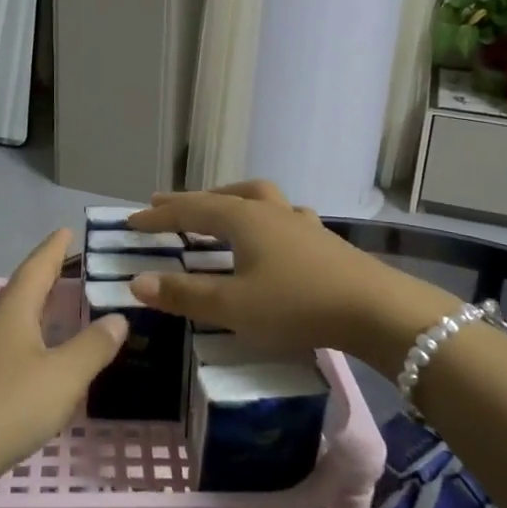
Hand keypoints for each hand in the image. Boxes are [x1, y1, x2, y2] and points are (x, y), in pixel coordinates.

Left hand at [0, 230, 127, 495]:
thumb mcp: (62, 376)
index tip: (67, 229)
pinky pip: (11, 347)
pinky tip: (43, 358)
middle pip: (24, 290)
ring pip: (16, 320)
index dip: (54, 248)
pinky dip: (32, 340)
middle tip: (76, 266)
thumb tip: (117, 317)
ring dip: (40, 309)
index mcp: (14, 311)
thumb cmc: (6, 406)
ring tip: (64, 307)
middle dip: (49, 277)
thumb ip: (93, 346)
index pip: (37, 267)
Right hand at [127, 180, 455, 366]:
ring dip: (228, 201)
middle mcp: (268, 211)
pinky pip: (282, 216)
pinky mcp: (322, 239)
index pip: (189, 211)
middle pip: (221, 197)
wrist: (375, 310)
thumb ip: (184, 294)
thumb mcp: (233, 307)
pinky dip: (264, 218)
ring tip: (216, 209)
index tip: (130, 221)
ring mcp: (299, 222)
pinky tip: (272, 232)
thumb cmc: (297, 305)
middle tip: (163, 205)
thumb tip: (136, 281)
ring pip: (256, 199)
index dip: (158, 217)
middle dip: (189, 202)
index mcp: (243, 219)